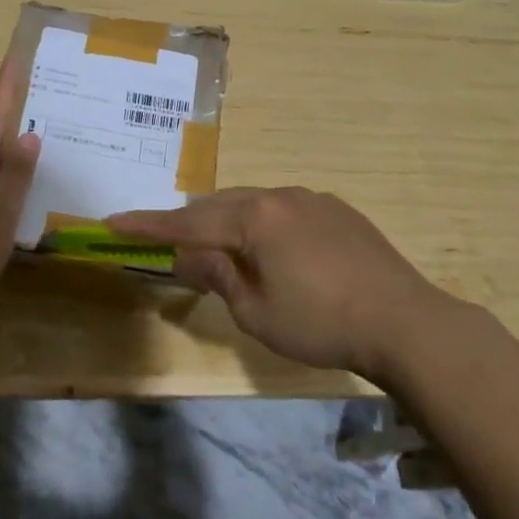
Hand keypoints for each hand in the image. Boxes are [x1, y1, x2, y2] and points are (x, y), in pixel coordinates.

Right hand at [107, 187, 468, 372]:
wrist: (407, 322)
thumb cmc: (321, 323)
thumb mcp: (256, 311)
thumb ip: (217, 276)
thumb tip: (187, 257)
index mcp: (255, 217)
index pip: (187, 221)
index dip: (147, 225)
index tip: (112, 222)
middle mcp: (280, 196)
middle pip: (219, 204)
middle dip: (190, 223)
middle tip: (166, 242)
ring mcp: (312, 199)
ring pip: (253, 204)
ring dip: (228, 223)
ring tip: (218, 248)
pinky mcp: (338, 211)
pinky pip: (283, 209)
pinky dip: (262, 225)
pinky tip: (270, 249)